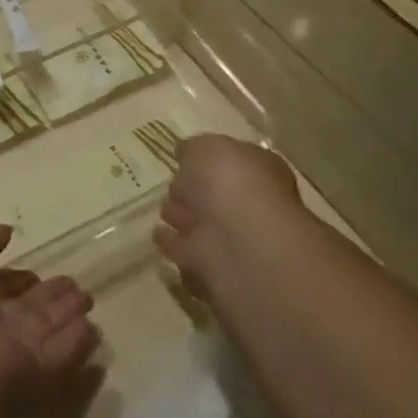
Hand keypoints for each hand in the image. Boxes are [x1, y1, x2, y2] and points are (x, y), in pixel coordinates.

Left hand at [0, 224, 97, 406]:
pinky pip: (55, 355)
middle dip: (43, 295)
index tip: (32, 269)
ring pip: (39, 329)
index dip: (8, 276)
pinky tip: (92, 327)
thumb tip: (4, 235)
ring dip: (64, 313)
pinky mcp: (27, 376)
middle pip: (17, 308)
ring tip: (88, 296)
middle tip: (73, 283)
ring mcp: (2, 354)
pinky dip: (74, 342)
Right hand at [154, 134, 306, 298]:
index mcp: (258, 172)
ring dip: (184, 219)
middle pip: (217, 197)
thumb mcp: (206, 148)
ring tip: (163, 213)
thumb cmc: (230, 182)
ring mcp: (234, 240)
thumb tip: (185, 152)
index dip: (210, 161)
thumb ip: (193, 148)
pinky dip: (175, 246)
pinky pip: (188, 253)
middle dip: (195, 193)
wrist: (240, 242)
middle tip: (172, 189)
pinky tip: (159, 236)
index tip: (184, 159)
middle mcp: (250, 206)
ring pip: (203, 225)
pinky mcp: (214, 270)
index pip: (232, 163)